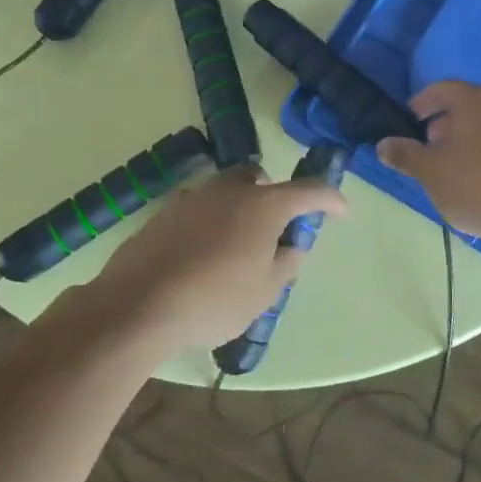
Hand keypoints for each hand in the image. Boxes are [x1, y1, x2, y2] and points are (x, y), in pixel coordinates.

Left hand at [83, 163, 348, 348]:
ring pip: (224, 191)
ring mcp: (192, 197)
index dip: (330, 199)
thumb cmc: (215, 298)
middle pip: (259, 179)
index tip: (340, 210)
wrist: (140, 303)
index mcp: (263, 205)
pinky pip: (198, 209)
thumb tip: (292, 247)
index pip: (309, 192)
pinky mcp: (164, 213)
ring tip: (237, 244)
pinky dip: (209, 222)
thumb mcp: (265, 291)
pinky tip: (202, 253)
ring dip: (238, 207)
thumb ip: (285, 264)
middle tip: (276, 227)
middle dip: (273, 195)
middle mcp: (229, 190)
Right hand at [376, 81, 480, 250]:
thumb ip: (405, 155)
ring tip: (452, 166)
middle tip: (428, 145)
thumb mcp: (430, 171)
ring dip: (467, 139)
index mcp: (476, 101)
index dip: (422, 102)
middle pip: (468, 106)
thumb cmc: (476, 184)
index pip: (443, 89)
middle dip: (446, 122)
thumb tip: (384, 144)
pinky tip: (479, 180)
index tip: (410, 119)